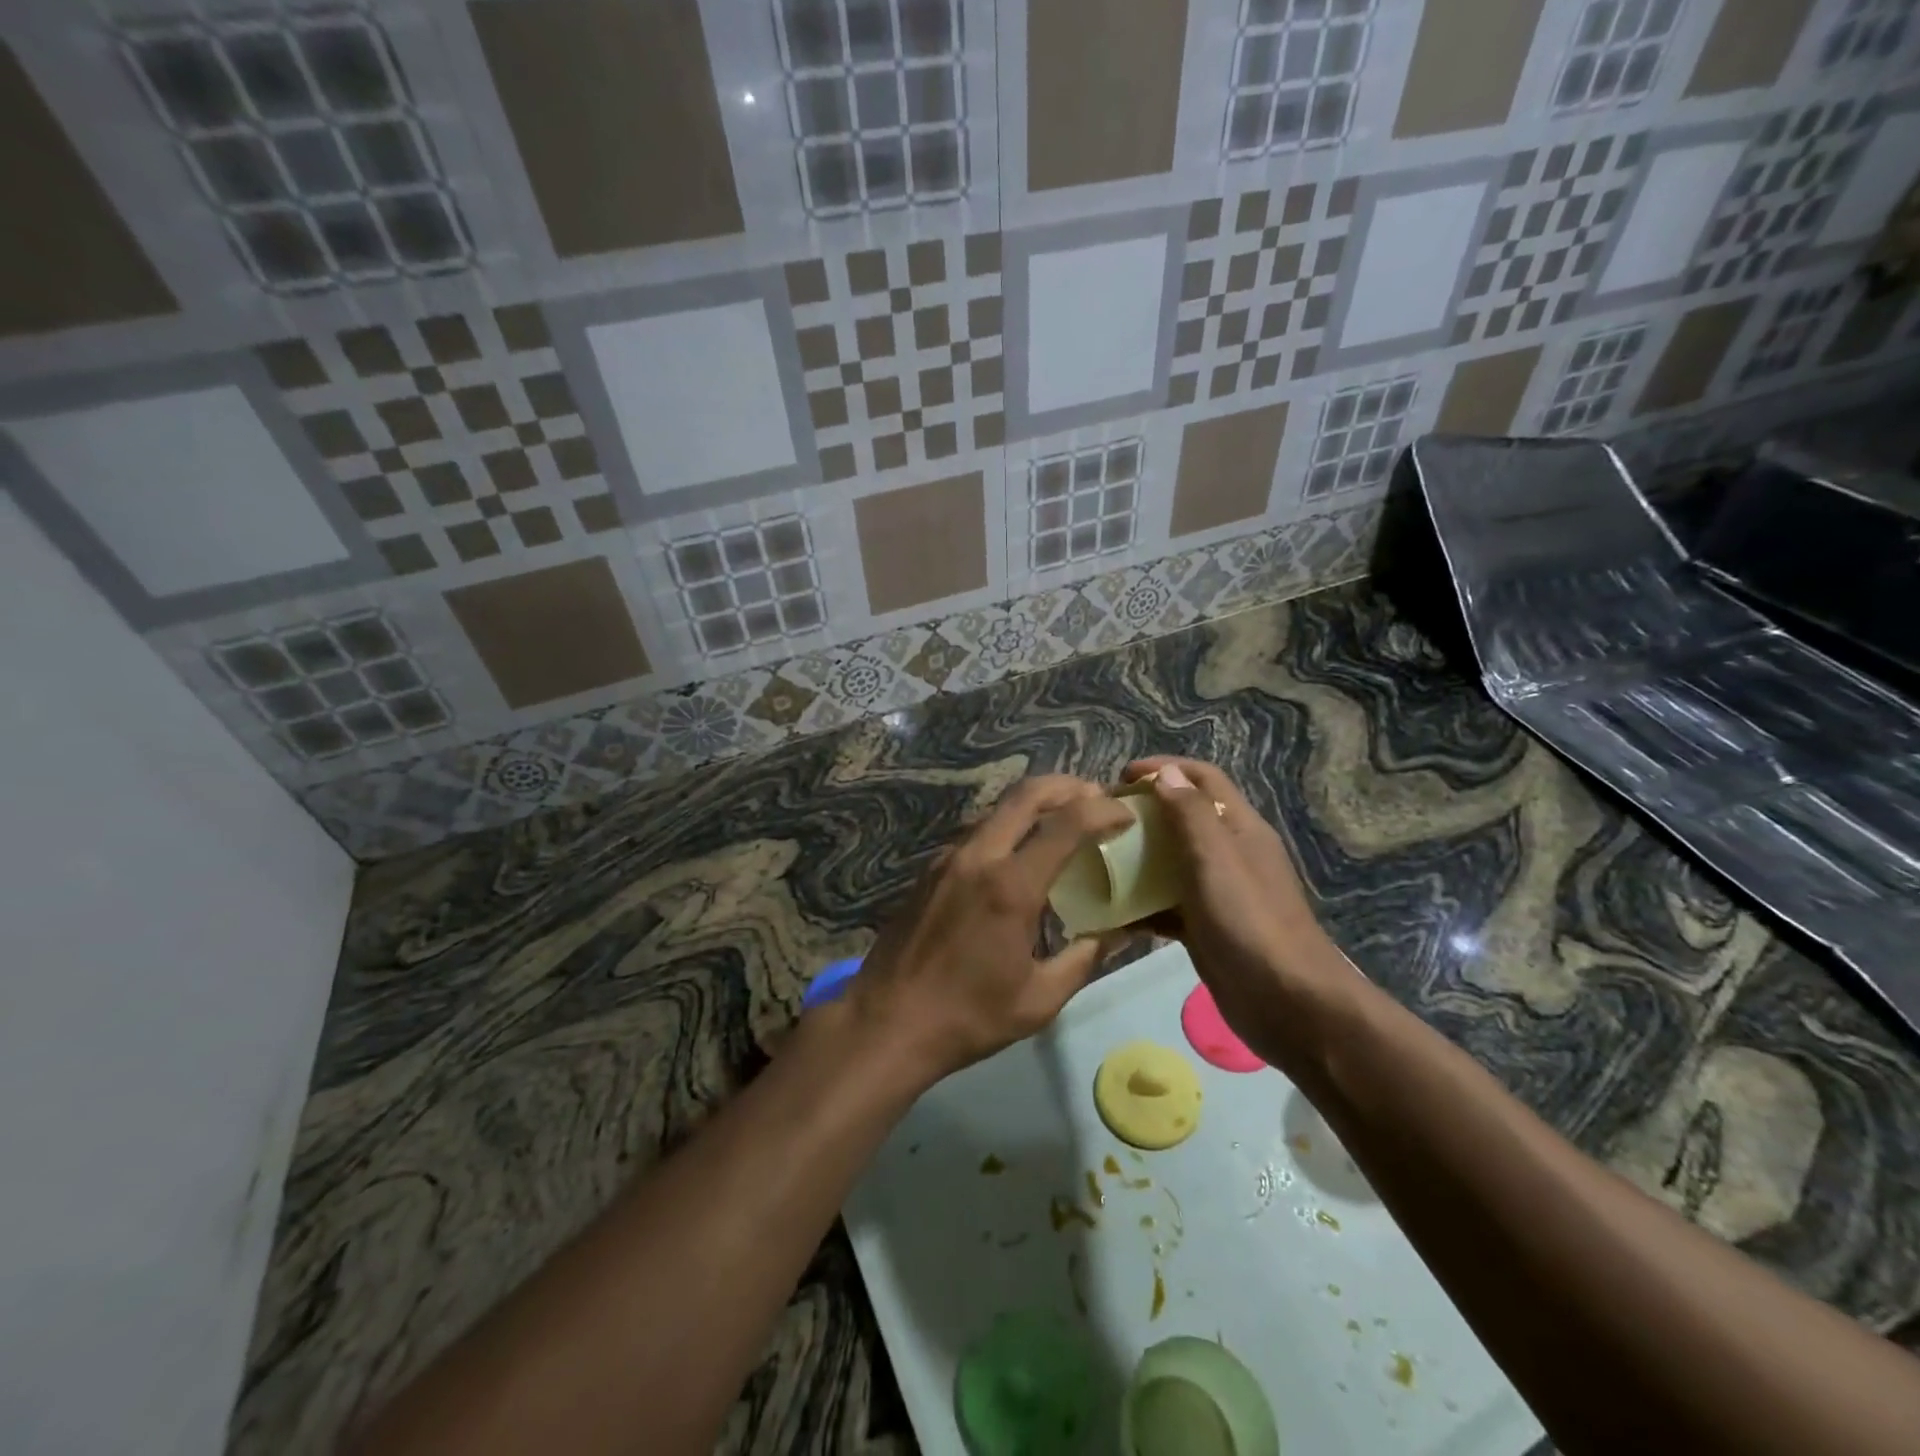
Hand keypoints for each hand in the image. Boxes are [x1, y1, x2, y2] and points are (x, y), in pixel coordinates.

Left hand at [842, 775, 1134, 1082]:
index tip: (1126, 815)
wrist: (887, 1021)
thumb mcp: (1040, 999)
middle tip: (1095, 795)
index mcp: (1011, 886)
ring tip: (1062, 821)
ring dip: (1034, 805)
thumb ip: (1084, 957)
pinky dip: (1007, 828)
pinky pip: (976, 833)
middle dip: (1067, 786)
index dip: (1103, 810)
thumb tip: (1119, 932)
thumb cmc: (969, 1017)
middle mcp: (978, 857)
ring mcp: (947, 859)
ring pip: (997, 810)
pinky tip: (1018, 855)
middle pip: (1025, 795)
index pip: (1067, 824)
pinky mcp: (929, 870)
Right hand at [1122, 758, 1357, 1070]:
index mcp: (1240, 828)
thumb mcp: (1216, 859)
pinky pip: (1167, 904)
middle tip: (1101, 820)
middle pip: (1183, 817)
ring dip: (1137, 857)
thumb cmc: (1250, 921)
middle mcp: (1230, 853)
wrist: (1288, 1003)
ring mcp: (1218, 892)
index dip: (1164, 768)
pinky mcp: (1205, 927)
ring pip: (1171, 861)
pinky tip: (1109, 913)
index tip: (1120, 777)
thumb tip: (1166, 773)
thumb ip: (1190, 814)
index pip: (1202, 779)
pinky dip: (1141, 904)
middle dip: (1144, 812)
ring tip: (1096, 860)